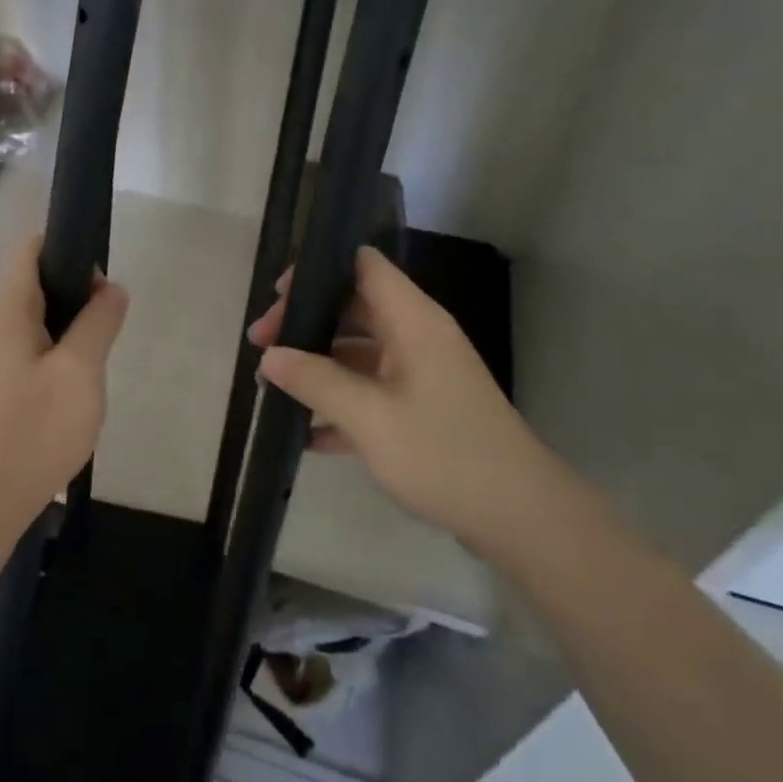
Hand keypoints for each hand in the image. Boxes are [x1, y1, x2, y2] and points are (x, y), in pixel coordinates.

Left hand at [0, 232, 128, 522]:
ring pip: (35, 319)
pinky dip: (57, 353)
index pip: (30, 247)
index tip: (100, 275)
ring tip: (98, 355)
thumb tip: (111, 288)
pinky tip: (77, 385)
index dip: (66, 245)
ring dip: (69, 327)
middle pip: (34, 281)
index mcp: (7, 308)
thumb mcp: (81, 371)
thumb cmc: (33, 430)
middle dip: (75, 291)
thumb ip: (99, 322)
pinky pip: (30, 350)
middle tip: (108, 322)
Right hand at [248, 246, 554, 560]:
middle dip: (306, 323)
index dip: (318, 270)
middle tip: (262, 348)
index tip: (277, 299)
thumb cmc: (444, 454)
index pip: (363, 265)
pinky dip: (341, 401)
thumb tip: (270, 356)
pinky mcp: (423, 407)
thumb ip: (315, 381)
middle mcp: (417, 336)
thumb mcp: (369, 418)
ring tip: (273, 386)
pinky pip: (372, 389)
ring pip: (359, 351)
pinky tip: (308, 434)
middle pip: (353, 308)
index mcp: (412, 320)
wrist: (520, 516)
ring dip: (318, 365)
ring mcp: (421, 373)